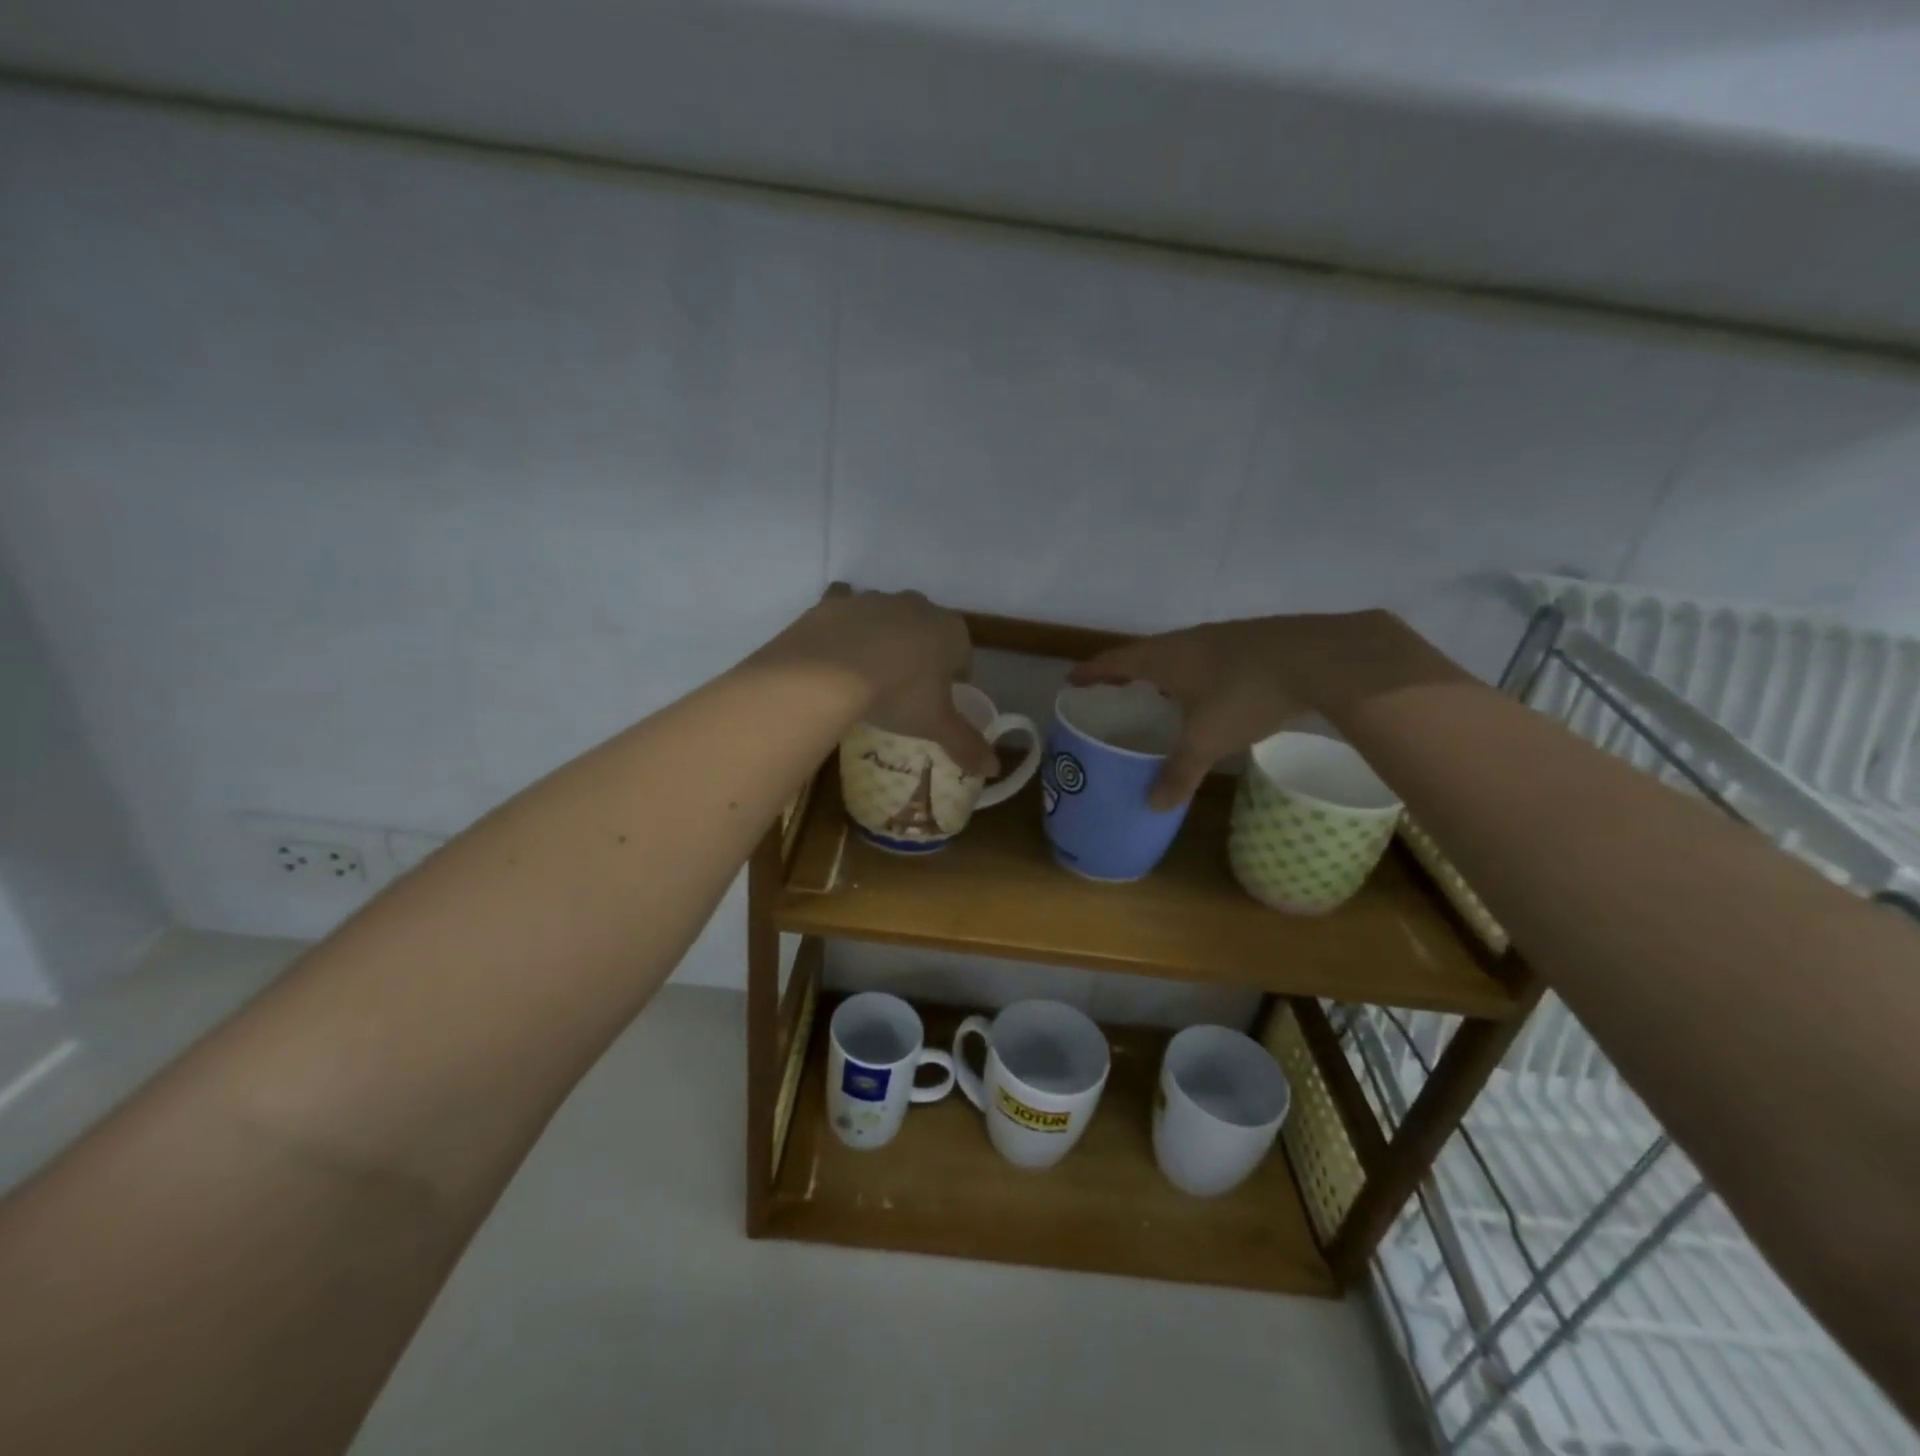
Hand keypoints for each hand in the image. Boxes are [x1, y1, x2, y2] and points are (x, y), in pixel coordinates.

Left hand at [759, 587, 997, 775]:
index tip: (941, 699)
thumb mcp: (935, 724)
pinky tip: (836, 647)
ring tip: (868, 674)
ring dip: (883, 638)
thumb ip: (966, 744)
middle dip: (921, 652)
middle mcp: (917, 606)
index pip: (963, 654)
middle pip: (926, 630)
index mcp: (951, 631)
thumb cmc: (898, 694)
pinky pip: (845, 608)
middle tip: (905, 688)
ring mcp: (875, 599)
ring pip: (887, 618)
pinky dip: (844, 624)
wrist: (828, 672)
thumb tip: (994, 769)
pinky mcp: (836, 601)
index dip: (955, 677)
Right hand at [1069, 611, 1437, 808]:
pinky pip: (1207, 656)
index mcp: (1164, 658)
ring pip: (1179, 653)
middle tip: (1113, 691)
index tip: (1073, 679)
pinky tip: (1209, 690)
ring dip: (1162, 671)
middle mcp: (1186, 640)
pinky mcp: (1251, 639)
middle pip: (1144, 654)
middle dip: (1125, 672)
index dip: (1092, 671)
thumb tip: (1153, 805)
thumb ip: (1179, 772)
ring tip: (1158, 693)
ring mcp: (1221, 635)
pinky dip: (1194, 672)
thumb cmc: (1246, 694)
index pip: (1115, 661)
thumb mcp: (1207, 741)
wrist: (1320, 658)